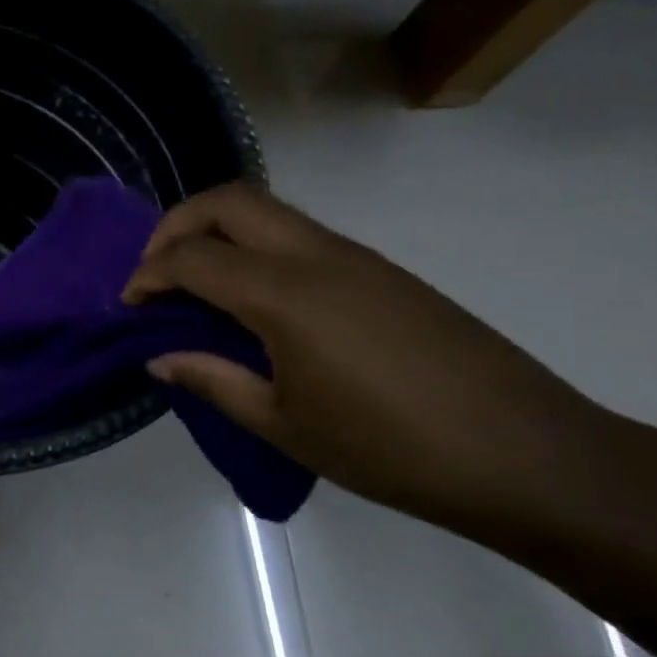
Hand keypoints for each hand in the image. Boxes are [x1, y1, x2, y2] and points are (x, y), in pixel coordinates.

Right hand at [121, 183, 618, 536]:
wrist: (528, 455)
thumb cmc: (389, 449)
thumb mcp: (282, 425)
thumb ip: (212, 381)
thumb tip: (160, 356)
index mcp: (285, 295)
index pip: (191, 257)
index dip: (147, 276)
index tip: (128, 307)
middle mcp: (319, 256)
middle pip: (229, 201)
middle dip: (176, 225)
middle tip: (155, 273)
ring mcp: (357, 258)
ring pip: (268, 211)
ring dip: (217, 233)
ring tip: (197, 288)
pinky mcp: (383, 272)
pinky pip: (300, 236)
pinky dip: (255, 249)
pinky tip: (254, 304)